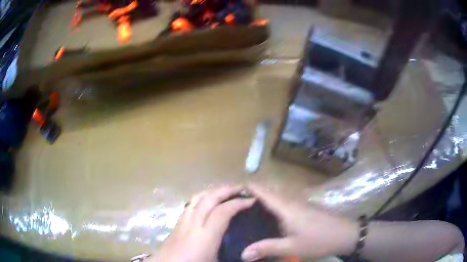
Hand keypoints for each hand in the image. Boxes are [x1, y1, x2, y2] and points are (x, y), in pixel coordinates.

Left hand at [153, 185, 254, 261]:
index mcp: (205, 236)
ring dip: (212, 191)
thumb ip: (231, 253)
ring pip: (196, 199)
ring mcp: (182, 222)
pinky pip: (189, 205)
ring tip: (225, 192)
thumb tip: (247, 251)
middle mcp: (192, 224)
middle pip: (208, 199)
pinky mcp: (176, 225)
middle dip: (226, 190)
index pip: (223, 212)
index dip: (238, 203)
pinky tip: (206, 204)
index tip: (252, 200)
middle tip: (240, 188)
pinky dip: (201, 199)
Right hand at [241, 184, 357, 261]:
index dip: (246, 187)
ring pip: (275, 197)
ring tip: (244, 211)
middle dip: (250, 194)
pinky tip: (266, 219)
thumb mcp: (292, 247)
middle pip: (267, 192)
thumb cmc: (319, 240)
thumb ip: (267, 248)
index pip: (263, 190)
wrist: (345, 234)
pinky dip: (271, 207)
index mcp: (286, 206)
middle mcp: (291, 201)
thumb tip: (242, 254)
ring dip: (261, 200)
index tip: (229, 192)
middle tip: (232, 205)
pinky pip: (282, 203)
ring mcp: (299, 204)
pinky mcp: (304, 209)